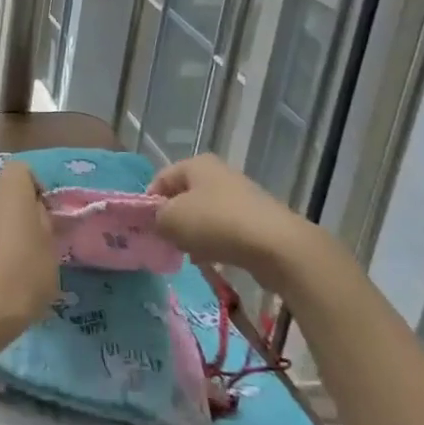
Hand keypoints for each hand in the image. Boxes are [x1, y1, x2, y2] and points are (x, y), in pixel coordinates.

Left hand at [0, 162, 57, 342]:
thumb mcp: (50, 249)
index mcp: (8, 189)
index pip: (22, 170)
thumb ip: (44, 222)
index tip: (46, 216)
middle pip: (3, 193)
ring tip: (14, 265)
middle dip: (18, 211)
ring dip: (0, 230)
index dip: (36, 188)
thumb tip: (34, 212)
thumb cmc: (22, 274)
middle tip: (33, 243)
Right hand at [151, 154, 311, 276]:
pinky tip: (214, 260)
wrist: (276, 246)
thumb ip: (156, 218)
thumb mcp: (171, 220)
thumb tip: (160, 222)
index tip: (146, 228)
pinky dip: (216, 242)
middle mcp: (218, 173)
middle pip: (184, 196)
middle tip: (167, 242)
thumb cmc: (216, 224)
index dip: (149, 202)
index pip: (160, 178)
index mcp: (196, 164)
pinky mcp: (257, 220)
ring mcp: (240, 196)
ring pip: (205, 214)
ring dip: (194, 233)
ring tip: (190, 254)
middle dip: (173, 219)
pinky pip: (225, 230)